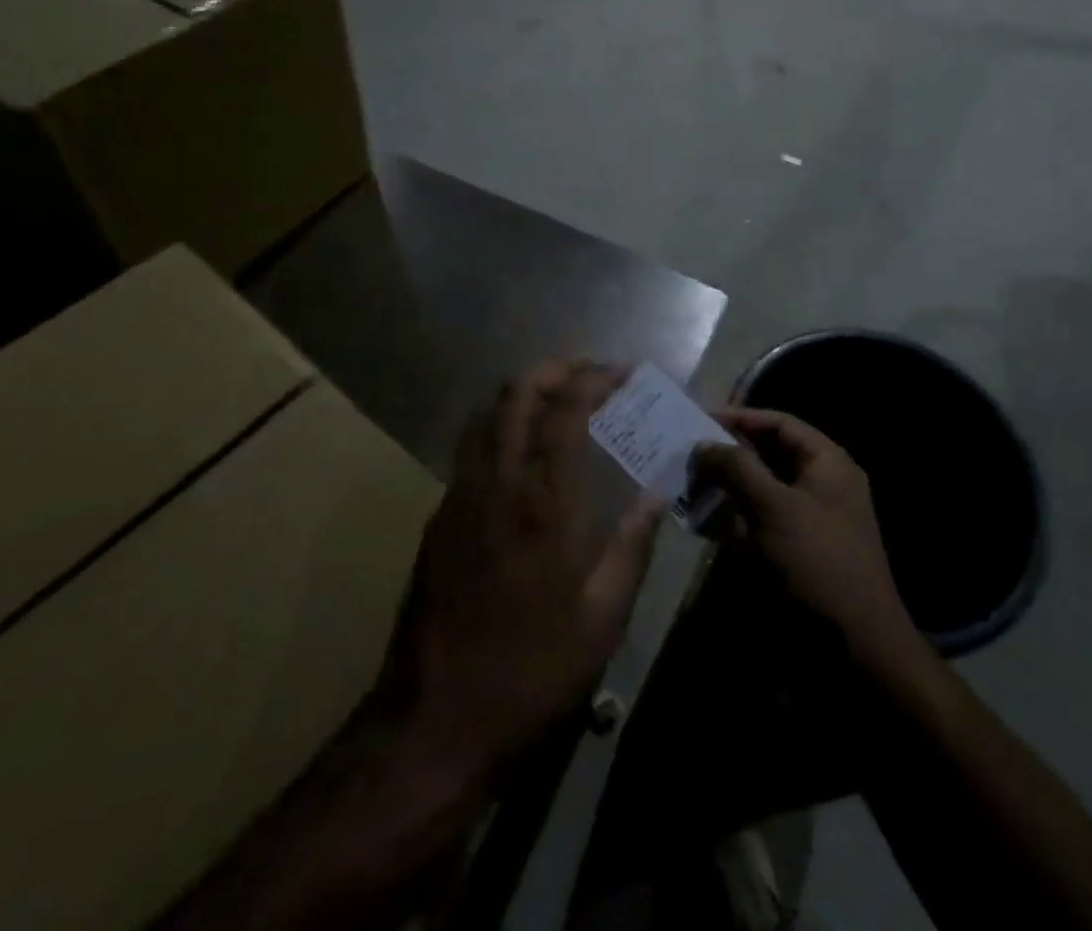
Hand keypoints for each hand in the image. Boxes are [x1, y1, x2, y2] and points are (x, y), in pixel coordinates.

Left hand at [375, 362, 665, 789]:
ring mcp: (460, 496)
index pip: (565, 407)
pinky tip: (526, 452)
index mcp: (543, 501)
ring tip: (562, 399)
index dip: (596, 377)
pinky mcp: (439, 517)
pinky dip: (502, 425)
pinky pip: (472, 447)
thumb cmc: (531, 672)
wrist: (434, 722)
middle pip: (516, 392)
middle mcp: (496, 482)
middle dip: (556, 368)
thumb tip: (657, 495)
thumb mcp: (603, 619)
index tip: (625, 372)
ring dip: (525, 391)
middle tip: (592, 373)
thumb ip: (633, 546)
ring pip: (487, 413)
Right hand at [694, 408, 913, 656]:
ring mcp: (805, 520)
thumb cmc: (818, 563)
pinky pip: (756, 522)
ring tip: (686, 483)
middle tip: (686, 452)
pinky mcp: (791, 551)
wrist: (854, 647)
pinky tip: (699, 519)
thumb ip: (737, 468)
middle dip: (727, 454)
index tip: (699, 419)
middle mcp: (818, 485)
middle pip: (767, 455)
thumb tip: (702, 444)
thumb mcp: (775, 507)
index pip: (780, 424)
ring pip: (757, 489)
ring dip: (724, 486)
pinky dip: (730, 517)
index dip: (741, 418)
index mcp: (827, 464)